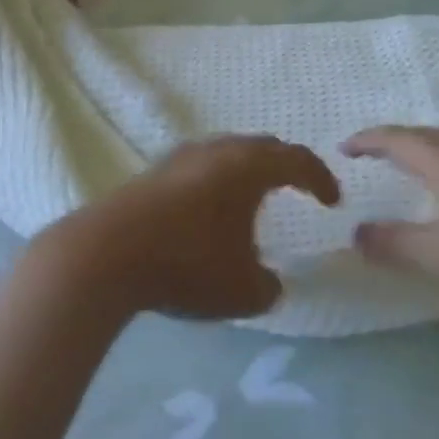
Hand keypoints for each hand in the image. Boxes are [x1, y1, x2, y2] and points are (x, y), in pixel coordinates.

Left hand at [45, 136, 341, 321]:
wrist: (105, 253)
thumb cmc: (187, 264)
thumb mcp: (241, 291)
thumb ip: (268, 287)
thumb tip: (271, 283)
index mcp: (250, 167)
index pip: (298, 160)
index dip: (321, 178)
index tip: (333, 201)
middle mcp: (219, 150)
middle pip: (262, 147)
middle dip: (285, 166)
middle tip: (297, 187)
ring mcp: (182, 157)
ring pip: (228, 153)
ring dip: (247, 171)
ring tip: (252, 198)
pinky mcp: (153, 172)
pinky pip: (200, 167)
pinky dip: (216, 181)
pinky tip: (207, 210)